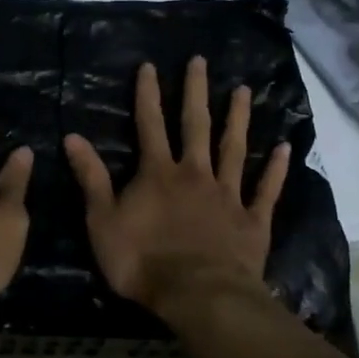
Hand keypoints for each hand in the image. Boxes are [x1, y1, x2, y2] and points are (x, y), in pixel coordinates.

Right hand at [64, 56, 289, 312]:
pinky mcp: (252, 220)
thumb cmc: (143, 260)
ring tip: (244, 90)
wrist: (198, 295)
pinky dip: (276, 169)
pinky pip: (266, 190)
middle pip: (195, 125)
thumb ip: (92, 178)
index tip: (150, 65)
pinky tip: (285, 148)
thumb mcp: (103, 221)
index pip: (149, 124)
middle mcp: (194, 174)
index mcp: (158, 173)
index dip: (148, 94)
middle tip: (201, 61)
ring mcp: (227, 195)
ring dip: (238, 118)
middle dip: (195, 92)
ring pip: (233, 148)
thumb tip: (73, 137)